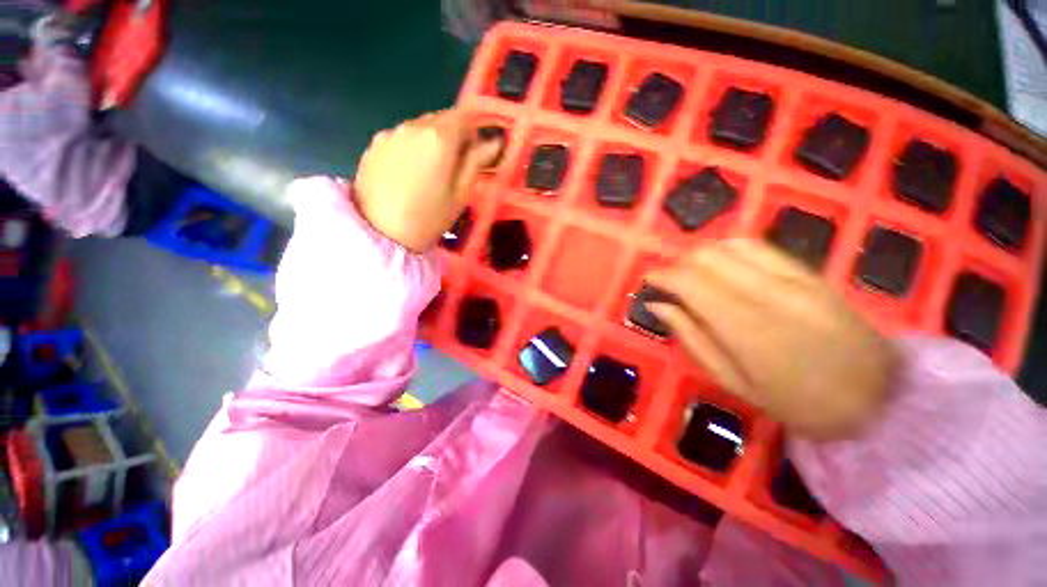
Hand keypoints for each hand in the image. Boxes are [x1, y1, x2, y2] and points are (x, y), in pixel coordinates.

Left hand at [354, 109, 502, 251]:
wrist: (380, 233)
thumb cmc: (429, 218)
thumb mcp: (461, 194)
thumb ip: (477, 162)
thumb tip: (494, 142)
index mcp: (439, 137)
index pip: (464, 116)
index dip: (474, 131)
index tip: (475, 152)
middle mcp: (413, 126)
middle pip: (441, 119)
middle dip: (453, 135)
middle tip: (455, 165)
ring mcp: (390, 133)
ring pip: (420, 127)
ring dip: (431, 141)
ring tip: (430, 172)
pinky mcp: (374, 144)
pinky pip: (401, 137)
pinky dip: (411, 147)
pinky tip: (408, 174)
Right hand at [644, 240, 898, 439]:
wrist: (879, 398)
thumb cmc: (796, 402)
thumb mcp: (732, 382)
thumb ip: (692, 338)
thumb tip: (658, 306)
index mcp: (744, 327)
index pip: (688, 282)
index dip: (661, 276)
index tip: (648, 282)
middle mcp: (766, 292)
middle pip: (705, 256)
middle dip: (677, 264)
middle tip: (670, 284)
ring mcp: (793, 278)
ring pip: (728, 245)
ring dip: (701, 256)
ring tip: (694, 276)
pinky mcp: (809, 273)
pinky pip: (758, 246)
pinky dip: (729, 250)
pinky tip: (724, 267)